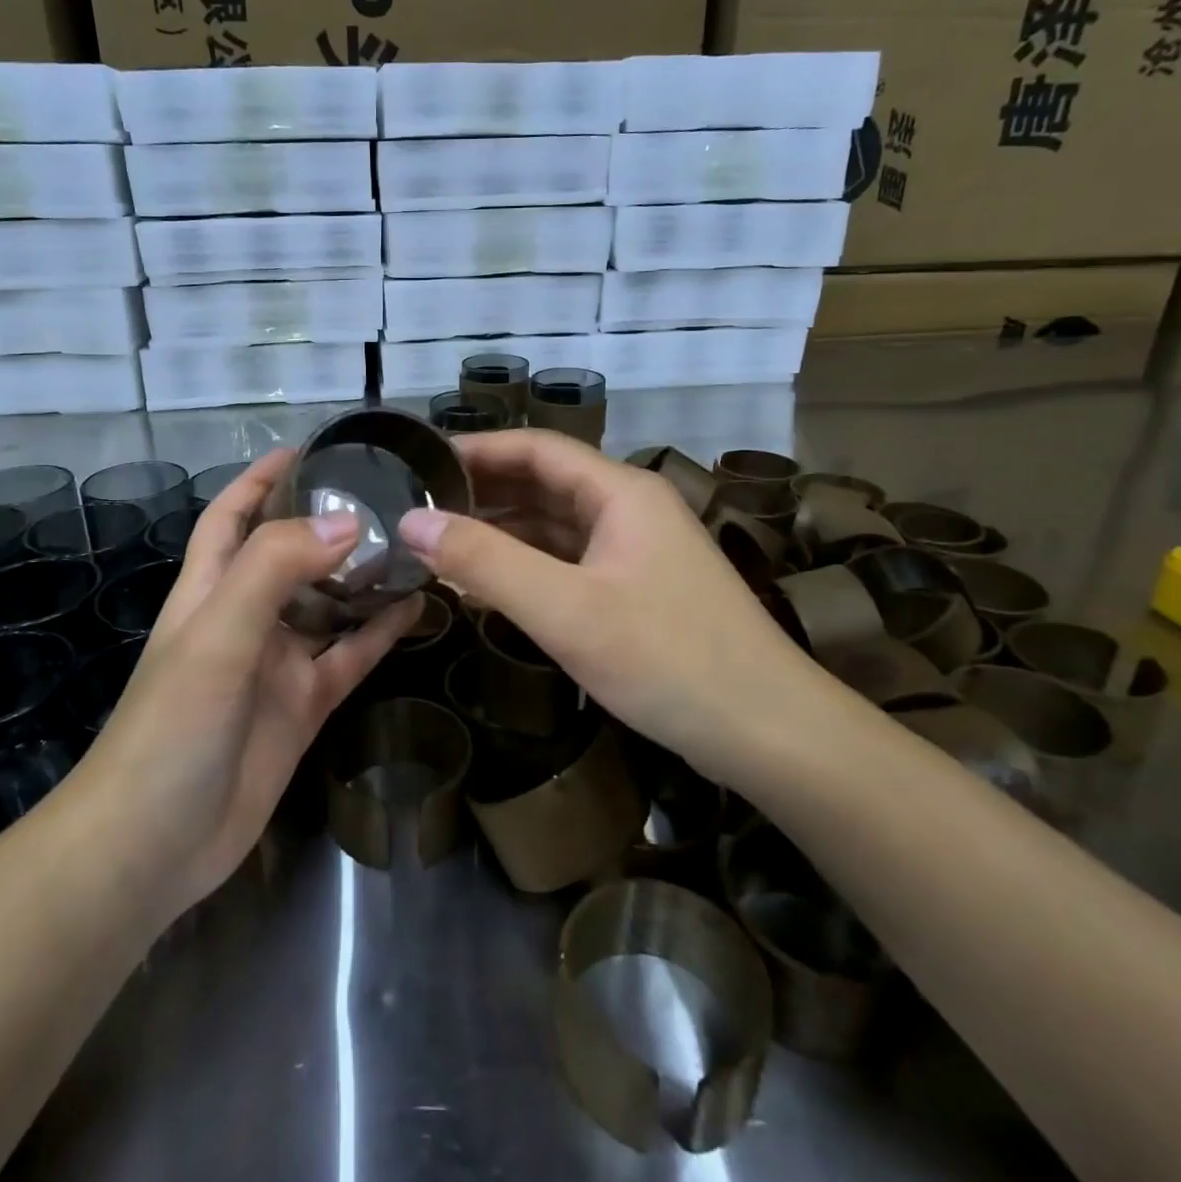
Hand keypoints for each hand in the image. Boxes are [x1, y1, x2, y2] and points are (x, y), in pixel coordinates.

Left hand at [70, 450, 419, 928]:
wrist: (153, 846)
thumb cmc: (172, 728)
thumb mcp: (217, 636)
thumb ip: (275, 570)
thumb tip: (348, 523)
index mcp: (210, 589)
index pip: (233, 515)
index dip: (263, 478)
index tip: (312, 448)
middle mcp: (245, 617)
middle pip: (290, 554)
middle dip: (330, 524)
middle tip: (390, 496)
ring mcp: (277, 664)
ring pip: (329, 605)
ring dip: (364, 577)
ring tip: (416, 545)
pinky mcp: (304, 705)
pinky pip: (349, 657)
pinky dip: (380, 633)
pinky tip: (418, 608)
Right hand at [397, 429, 819, 766]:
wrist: (769, 733)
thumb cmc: (668, 659)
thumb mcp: (565, 610)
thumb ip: (485, 562)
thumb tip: (412, 521)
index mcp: (620, 492)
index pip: (537, 448)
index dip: (478, 449)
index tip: (420, 463)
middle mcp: (630, 509)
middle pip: (545, 484)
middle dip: (484, 492)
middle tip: (418, 508)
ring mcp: (636, 552)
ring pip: (556, 526)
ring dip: (502, 532)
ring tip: (439, 544)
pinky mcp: (637, 591)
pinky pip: (570, 563)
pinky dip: (528, 568)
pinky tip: (488, 586)